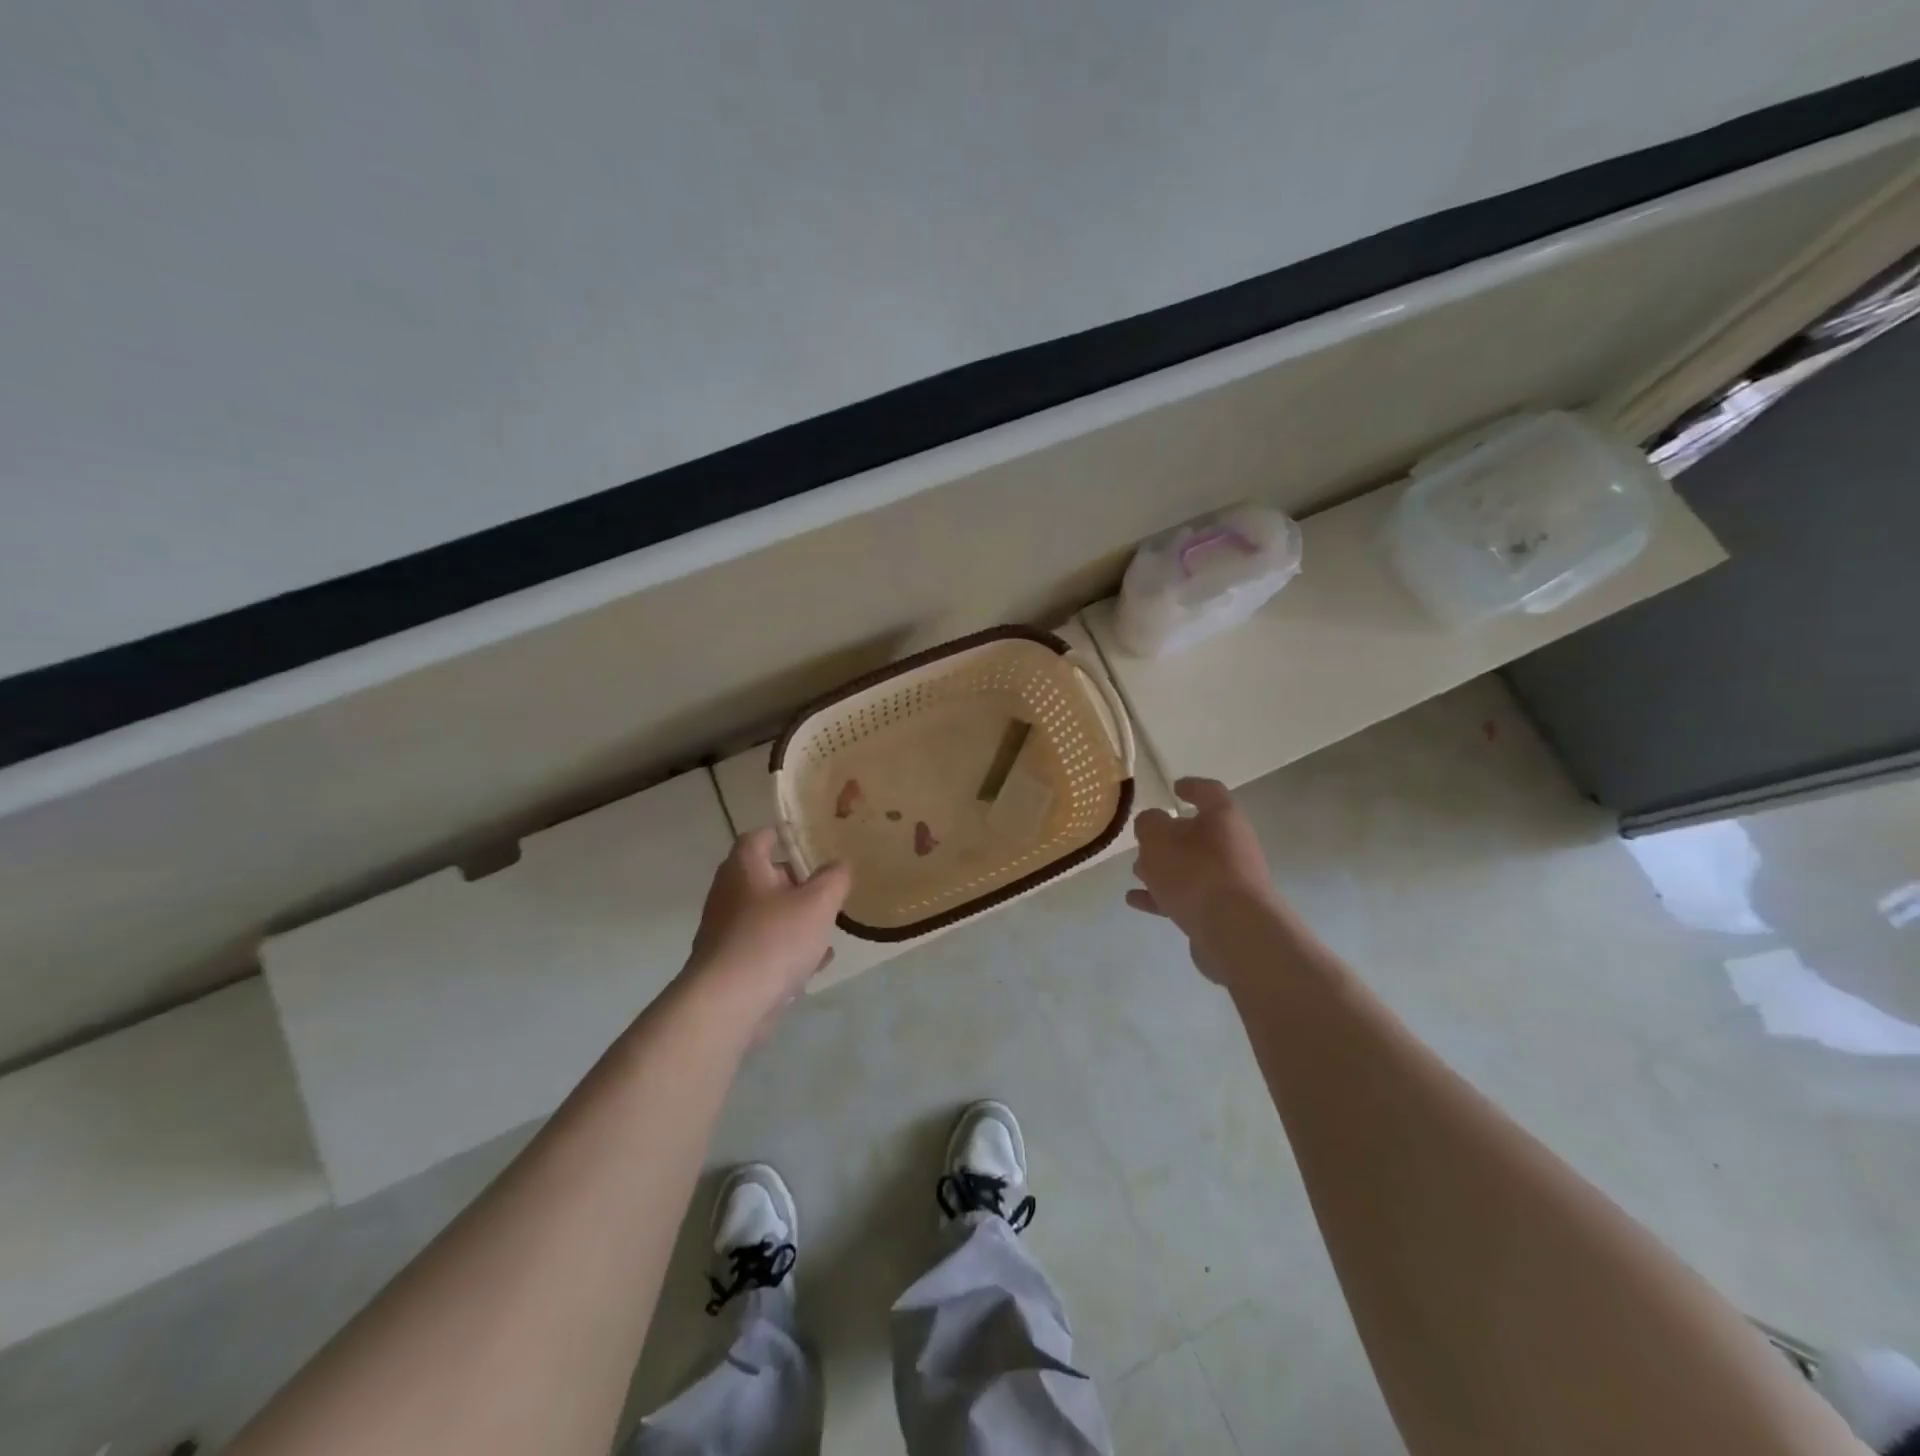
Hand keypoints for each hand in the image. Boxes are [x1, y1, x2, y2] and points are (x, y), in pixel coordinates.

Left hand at [681, 829, 851, 1035]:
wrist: (729, 1004)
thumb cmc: (774, 939)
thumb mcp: (818, 902)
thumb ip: (835, 878)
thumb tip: (840, 864)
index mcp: (744, 868)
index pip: (759, 837)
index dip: (782, 835)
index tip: (807, 839)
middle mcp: (729, 894)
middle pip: (764, 877)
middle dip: (797, 882)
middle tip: (826, 887)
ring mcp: (727, 932)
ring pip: (767, 915)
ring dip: (795, 918)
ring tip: (827, 926)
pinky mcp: (731, 965)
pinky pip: (765, 947)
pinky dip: (788, 950)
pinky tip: (815, 963)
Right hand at [1127, 778, 1275, 982]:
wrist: (1234, 932)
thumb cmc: (1196, 872)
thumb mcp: (1158, 838)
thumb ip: (1149, 823)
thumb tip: (1153, 823)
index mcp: (1223, 818)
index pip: (1209, 792)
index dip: (1191, 787)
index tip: (1174, 788)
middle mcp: (1233, 846)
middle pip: (1199, 834)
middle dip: (1169, 837)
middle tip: (1143, 840)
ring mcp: (1230, 881)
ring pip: (1191, 867)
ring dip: (1164, 868)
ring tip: (1136, 872)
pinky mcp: (1222, 912)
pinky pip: (1187, 897)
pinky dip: (1162, 896)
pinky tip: (1135, 900)